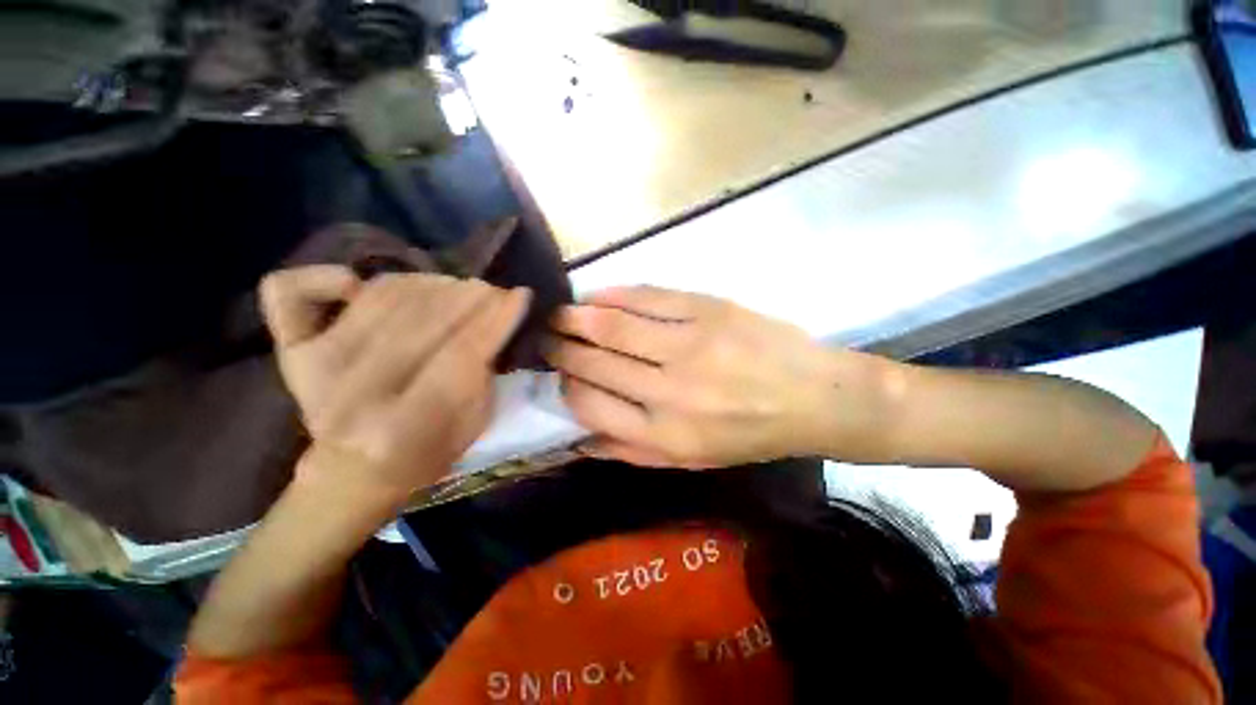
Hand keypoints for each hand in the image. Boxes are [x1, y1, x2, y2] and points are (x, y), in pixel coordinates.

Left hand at [260, 266, 529, 491]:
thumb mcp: (474, 424)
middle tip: (492, 292)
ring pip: (380, 296)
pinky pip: (289, 291)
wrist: (351, 472)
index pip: (460, 354)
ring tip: (456, 288)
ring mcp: (314, 366)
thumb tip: (493, 319)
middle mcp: (353, 393)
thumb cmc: (426, 453)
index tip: (520, 295)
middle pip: (422, 320)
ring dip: (430, 283)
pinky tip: (356, 283)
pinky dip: (325, 275)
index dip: (495, 319)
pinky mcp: (290, 351)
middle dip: (471, 296)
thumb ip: (485, 373)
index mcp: (403, 426)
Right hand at [546, 286, 893, 468]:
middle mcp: (669, 391)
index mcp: (664, 434)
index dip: (566, 387)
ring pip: (613, 326)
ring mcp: (688, 346)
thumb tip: (579, 440)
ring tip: (558, 313)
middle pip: (594, 362)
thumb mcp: (691, 461)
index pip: (590, 405)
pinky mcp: (707, 311)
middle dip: (560, 347)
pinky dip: (614, 295)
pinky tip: (596, 296)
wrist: (814, 397)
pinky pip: (647, 297)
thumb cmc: (749, 435)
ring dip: (576, 317)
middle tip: (545, 336)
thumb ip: (631, 453)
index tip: (559, 375)